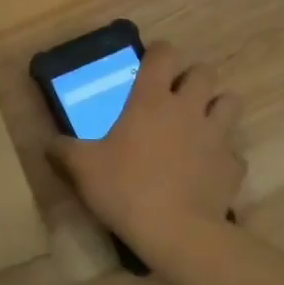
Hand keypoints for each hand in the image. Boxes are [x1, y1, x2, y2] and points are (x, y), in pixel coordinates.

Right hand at [49, 42, 244, 265]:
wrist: (176, 232)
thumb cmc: (125, 188)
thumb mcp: (81, 167)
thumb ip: (63, 150)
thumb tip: (50, 144)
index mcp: (150, 99)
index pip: (164, 55)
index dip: (159, 52)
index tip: (151, 63)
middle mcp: (188, 108)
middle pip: (205, 72)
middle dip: (193, 78)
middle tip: (176, 95)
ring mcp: (217, 136)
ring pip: (230, 102)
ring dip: (217, 107)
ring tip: (200, 122)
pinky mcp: (233, 166)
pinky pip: (233, 150)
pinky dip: (223, 153)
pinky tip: (207, 167)